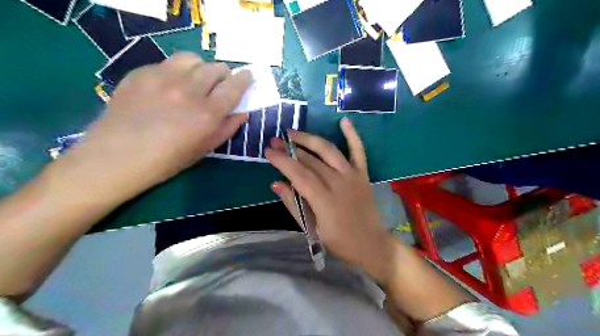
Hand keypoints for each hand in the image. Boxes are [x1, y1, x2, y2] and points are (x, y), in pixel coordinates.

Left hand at [49, 52, 250, 204]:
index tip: (248, 76)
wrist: (117, 157)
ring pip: (192, 59)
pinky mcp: (141, 73)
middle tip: (221, 83)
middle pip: (215, 68)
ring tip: (197, 79)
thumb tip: (242, 112)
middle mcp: (188, 91)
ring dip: (201, 67)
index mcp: (207, 113)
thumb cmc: (167, 160)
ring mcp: (162, 79)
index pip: (233, 87)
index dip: (244, 79)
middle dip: (224, 74)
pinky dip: (177, 71)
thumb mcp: (205, 149)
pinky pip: (167, 63)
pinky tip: (170, 85)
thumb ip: (227, 128)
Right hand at [265, 119, 396, 281]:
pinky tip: (344, 121)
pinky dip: (352, 135)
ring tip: (293, 132)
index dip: (282, 161)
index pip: (299, 174)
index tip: (268, 152)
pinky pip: (358, 151)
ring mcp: (353, 176)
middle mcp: (339, 183)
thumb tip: (276, 183)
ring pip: (329, 151)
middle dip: (290, 149)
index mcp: (324, 200)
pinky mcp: (363, 174)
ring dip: (310, 139)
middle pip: (310, 161)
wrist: (371, 243)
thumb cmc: (339, 241)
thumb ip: (294, 205)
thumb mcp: (312, 229)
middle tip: (274, 141)